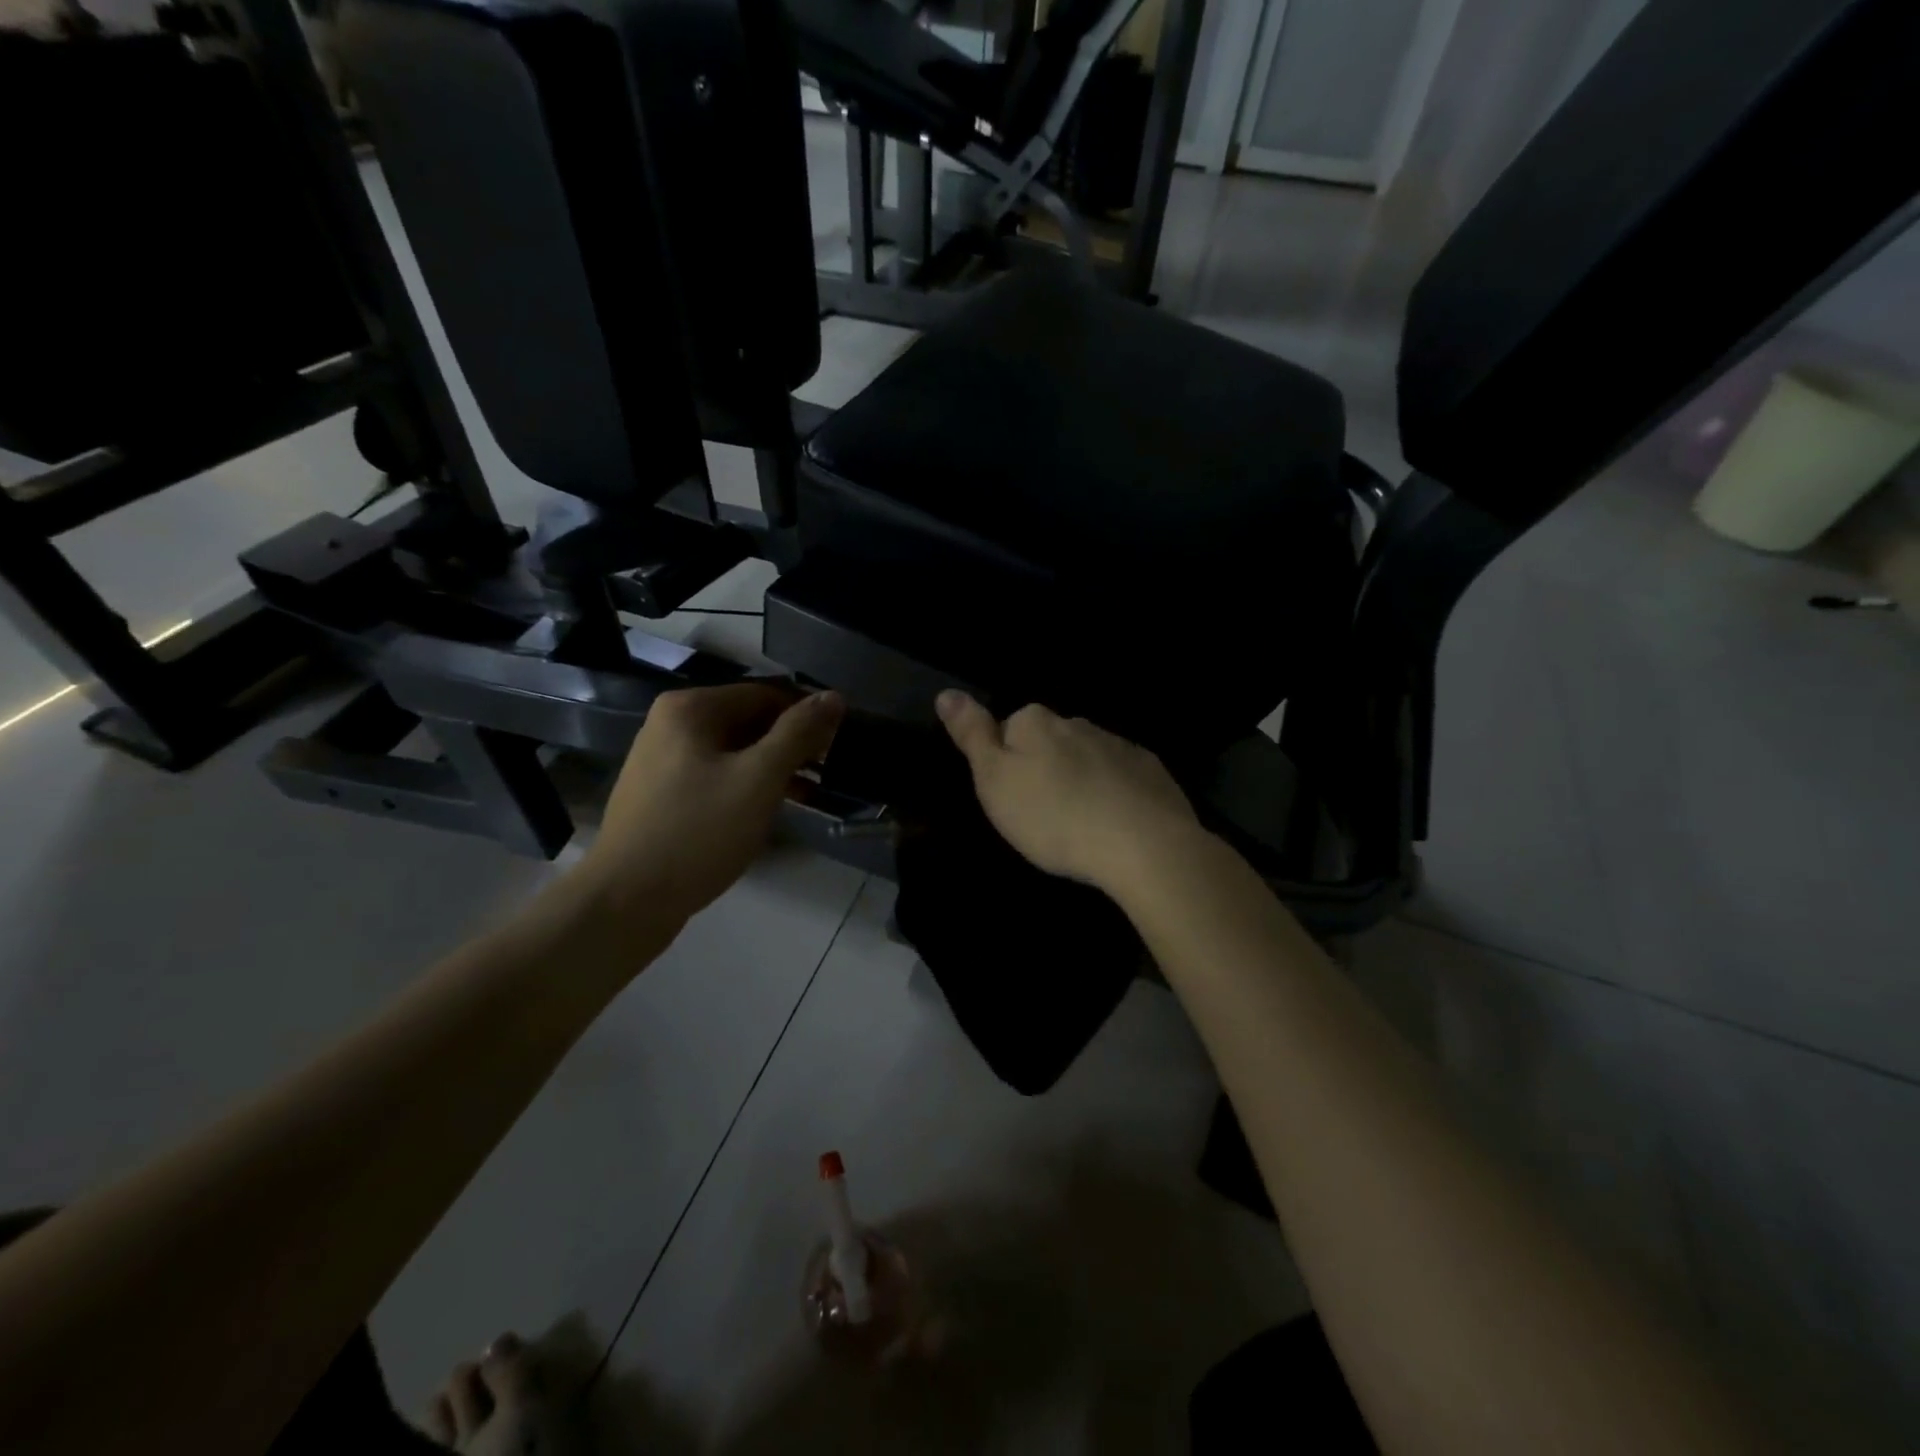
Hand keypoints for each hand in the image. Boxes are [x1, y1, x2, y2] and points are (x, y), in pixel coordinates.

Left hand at [579, 684, 843, 924]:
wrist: (626, 901)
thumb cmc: (698, 832)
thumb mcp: (758, 779)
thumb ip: (798, 733)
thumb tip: (833, 697)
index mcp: (690, 708)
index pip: (765, 694)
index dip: (806, 715)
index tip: (839, 743)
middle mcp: (671, 724)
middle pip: (748, 721)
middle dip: (790, 744)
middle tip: (827, 771)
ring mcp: (663, 760)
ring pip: (734, 752)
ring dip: (772, 767)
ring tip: (809, 794)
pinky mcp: (662, 795)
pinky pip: (716, 776)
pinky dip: (746, 786)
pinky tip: (770, 809)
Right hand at [935, 691, 1204, 895]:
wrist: (1144, 845)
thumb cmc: (1054, 817)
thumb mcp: (995, 781)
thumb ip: (972, 735)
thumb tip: (947, 693)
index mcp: (1035, 723)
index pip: (1009, 728)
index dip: (1005, 761)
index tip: (1010, 798)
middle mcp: (1077, 723)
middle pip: (1049, 741)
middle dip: (1044, 769)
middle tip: (1042, 815)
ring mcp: (1119, 745)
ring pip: (1086, 757)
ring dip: (1079, 780)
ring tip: (1078, 823)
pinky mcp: (1151, 771)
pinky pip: (1121, 776)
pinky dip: (1113, 793)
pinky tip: (1114, 824)